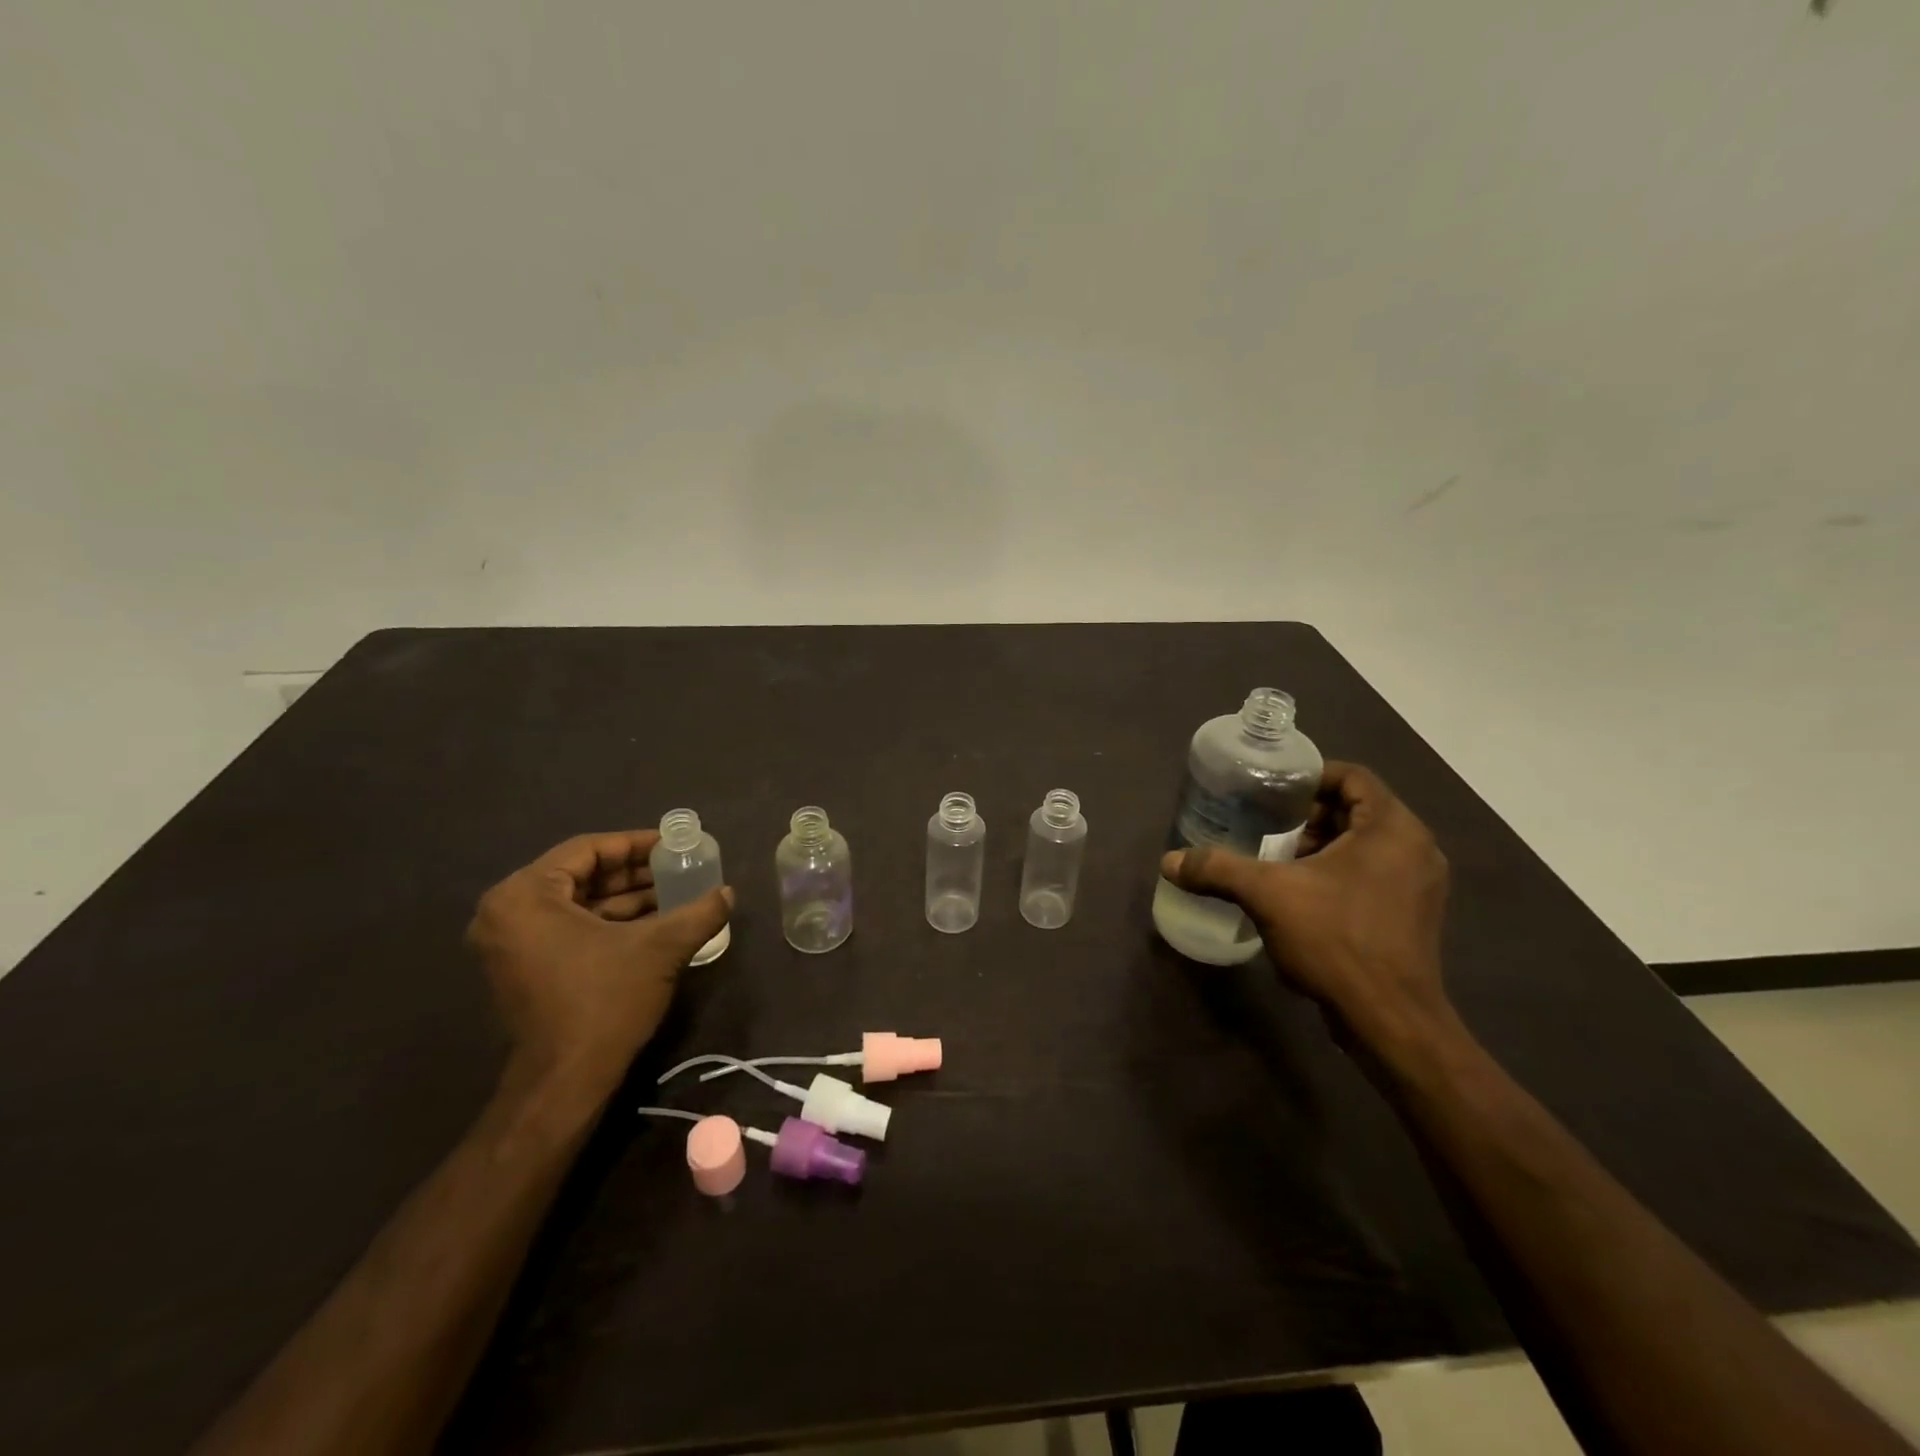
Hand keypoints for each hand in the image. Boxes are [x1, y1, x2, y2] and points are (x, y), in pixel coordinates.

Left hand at [466, 830, 732, 1096]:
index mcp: (525, 896)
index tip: (673, 845)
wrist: (565, 1083)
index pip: (588, 849)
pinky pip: (569, 927)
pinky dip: (609, 922)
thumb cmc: (604, 1001)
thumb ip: (698, 912)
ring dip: (625, 897)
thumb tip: (728, 893)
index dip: (636, 844)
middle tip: (678, 867)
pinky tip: (654, 921)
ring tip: (675, 893)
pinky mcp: (523, 968)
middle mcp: (506, 913)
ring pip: (577, 902)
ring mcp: (511, 944)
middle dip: (633, 872)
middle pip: (581, 874)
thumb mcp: (660, 948)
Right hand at [1160, 762, 1449, 1038]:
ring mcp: (1419, 885)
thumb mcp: (1267, 895)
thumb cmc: (1336, 940)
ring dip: (1322, 846)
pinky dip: (1338, 872)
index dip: (1311, 777)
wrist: (1389, 1020)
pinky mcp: (1413, 916)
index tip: (1272, 791)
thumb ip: (1217, 869)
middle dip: (1310, 815)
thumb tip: (1168, 861)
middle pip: (1358, 810)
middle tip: (1266, 825)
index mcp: (1392, 829)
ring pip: (1366, 845)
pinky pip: (1373, 874)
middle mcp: (1416, 849)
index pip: (1354, 776)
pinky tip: (1301, 894)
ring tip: (1277, 860)